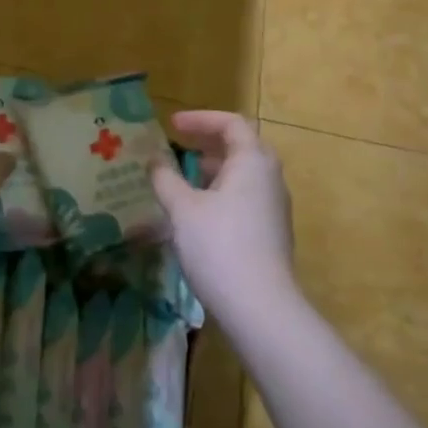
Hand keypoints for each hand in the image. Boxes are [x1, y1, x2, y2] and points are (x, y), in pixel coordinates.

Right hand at [151, 111, 297, 322]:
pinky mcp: (270, 233)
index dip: (200, 119)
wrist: (260, 308)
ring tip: (180, 179)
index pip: (231, 123)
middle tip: (177, 145)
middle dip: (207, 143)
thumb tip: (154, 160)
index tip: (171, 125)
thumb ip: (165, 179)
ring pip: (242, 175)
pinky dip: (219, 193)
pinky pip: (243, 199)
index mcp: (253, 161)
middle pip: (240, 147)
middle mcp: (269, 178)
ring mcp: (273, 208)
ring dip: (211, 170)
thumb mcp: (183, 209)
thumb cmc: (219, 246)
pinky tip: (195, 213)